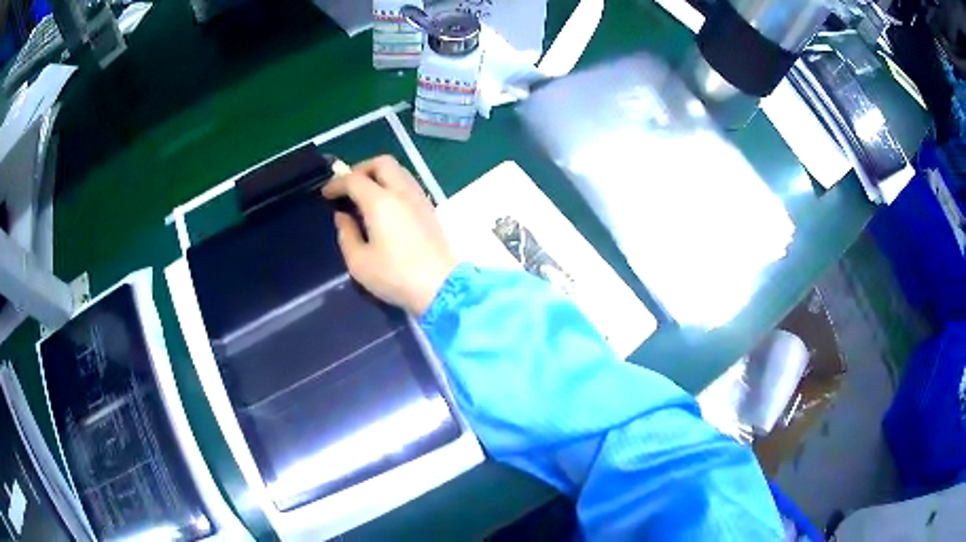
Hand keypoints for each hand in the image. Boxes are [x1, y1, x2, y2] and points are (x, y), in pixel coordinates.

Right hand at [321, 156, 457, 315]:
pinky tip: (385, 205)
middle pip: (382, 163)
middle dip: (361, 169)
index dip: (336, 183)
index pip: (354, 179)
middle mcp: (402, 192)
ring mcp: (419, 198)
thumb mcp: (359, 262)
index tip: (326, 193)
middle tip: (348, 187)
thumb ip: (346, 234)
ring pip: (399, 170)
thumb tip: (342, 216)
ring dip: (379, 175)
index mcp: (381, 202)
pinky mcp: (430, 209)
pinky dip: (393, 184)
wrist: (440, 287)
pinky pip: (409, 183)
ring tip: (366, 195)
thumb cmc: (395, 276)